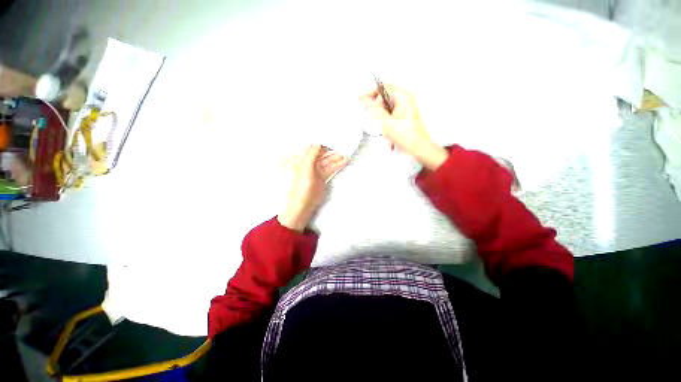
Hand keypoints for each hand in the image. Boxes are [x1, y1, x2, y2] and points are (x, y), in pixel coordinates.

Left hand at [278, 145, 347, 231]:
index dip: (321, 140)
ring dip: (337, 156)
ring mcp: (316, 170)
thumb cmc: (300, 188)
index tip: (330, 135)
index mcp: (300, 159)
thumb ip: (311, 155)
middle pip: (322, 153)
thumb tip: (317, 142)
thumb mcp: (305, 169)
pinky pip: (330, 168)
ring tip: (346, 151)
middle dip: (332, 148)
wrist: (303, 205)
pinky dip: (337, 164)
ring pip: (328, 160)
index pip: (312, 146)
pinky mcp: (322, 177)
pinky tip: (344, 160)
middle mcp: (308, 163)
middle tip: (342, 142)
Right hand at [360, 84, 447, 170]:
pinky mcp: (405, 113)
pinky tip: (381, 121)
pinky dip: (384, 113)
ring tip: (375, 117)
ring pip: (388, 103)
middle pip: (386, 94)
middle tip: (365, 106)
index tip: (362, 97)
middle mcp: (406, 98)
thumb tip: (368, 101)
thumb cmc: (406, 135)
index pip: (383, 88)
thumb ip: (375, 110)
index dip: (371, 92)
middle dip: (375, 101)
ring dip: (379, 109)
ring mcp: (406, 106)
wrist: (418, 146)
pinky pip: (391, 109)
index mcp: (403, 97)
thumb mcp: (386, 122)